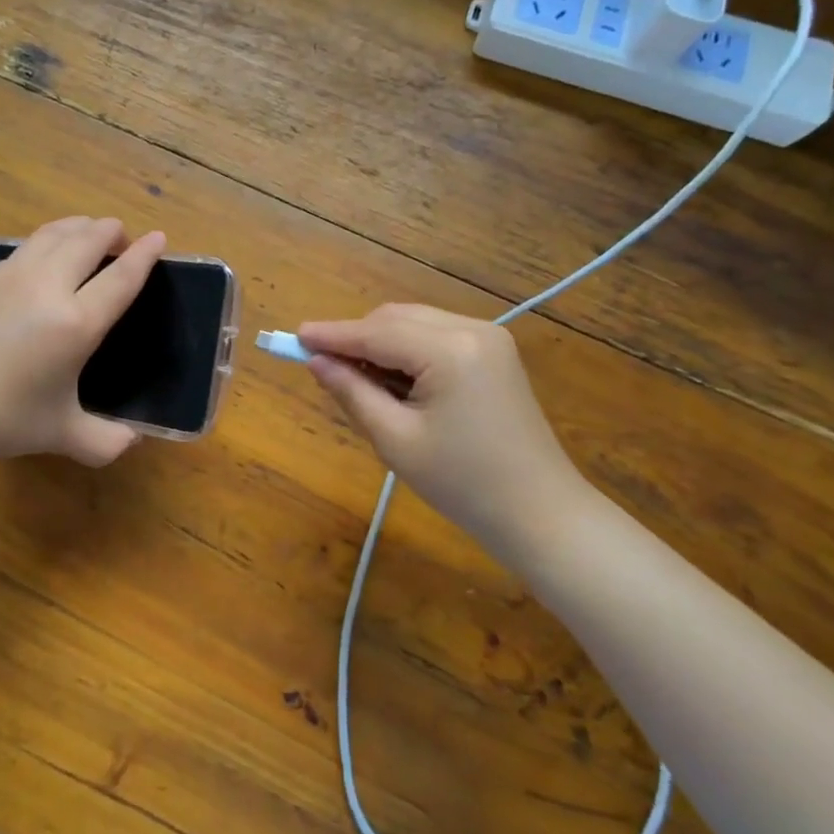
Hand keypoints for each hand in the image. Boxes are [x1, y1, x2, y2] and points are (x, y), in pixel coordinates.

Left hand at [0, 217, 165, 467]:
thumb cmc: (1, 419)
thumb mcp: (61, 434)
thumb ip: (103, 440)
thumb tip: (131, 442)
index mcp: (75, 323)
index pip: (121, 277)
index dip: (144, 254)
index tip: (158, 237)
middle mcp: (46, 287)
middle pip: (87, 240)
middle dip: (111, 231)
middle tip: (121, 236)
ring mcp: (9, 276)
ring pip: (52, 233)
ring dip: (78, 227)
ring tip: (87, 232)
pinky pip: (23, 248)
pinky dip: (45, 243)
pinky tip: (40, 259)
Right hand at [298, 305, 591, 553]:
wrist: (540, 514)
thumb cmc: (463, 485)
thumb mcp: (396, 440)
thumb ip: (352, 392)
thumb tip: (316, 361)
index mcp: (450, 350)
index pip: (376, 333)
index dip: (332, 335)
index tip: (293, 337)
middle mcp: (471, 329)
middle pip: (395, 319)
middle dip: (356, 338)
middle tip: (322, 366)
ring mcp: (488, 338)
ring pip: (414, 324)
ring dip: (380, 343)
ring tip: (356, 378)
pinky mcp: (494, 352)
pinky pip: (435, 336)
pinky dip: (406, 350)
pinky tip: (393, 379)